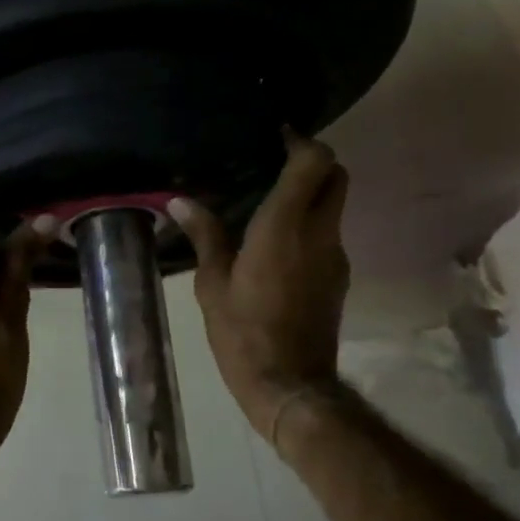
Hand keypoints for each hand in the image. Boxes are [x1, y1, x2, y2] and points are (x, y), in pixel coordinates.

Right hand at [171, 132, 350, 446]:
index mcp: (284, 227)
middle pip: (337, 175)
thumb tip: (180, 201)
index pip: (315, 163)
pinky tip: (278, 241)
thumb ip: (204, 235)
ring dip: (312, 194)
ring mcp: (335, 256)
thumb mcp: (212, 284)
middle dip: (314, 161)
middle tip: (276, 162)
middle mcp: (319, 233)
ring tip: (270, 201)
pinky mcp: (339, 277)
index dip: (301, 141)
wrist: (290, 385)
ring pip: (335, 205)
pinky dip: (311, 224)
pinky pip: (328, 233)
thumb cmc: (243, 333)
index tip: (276, 135)